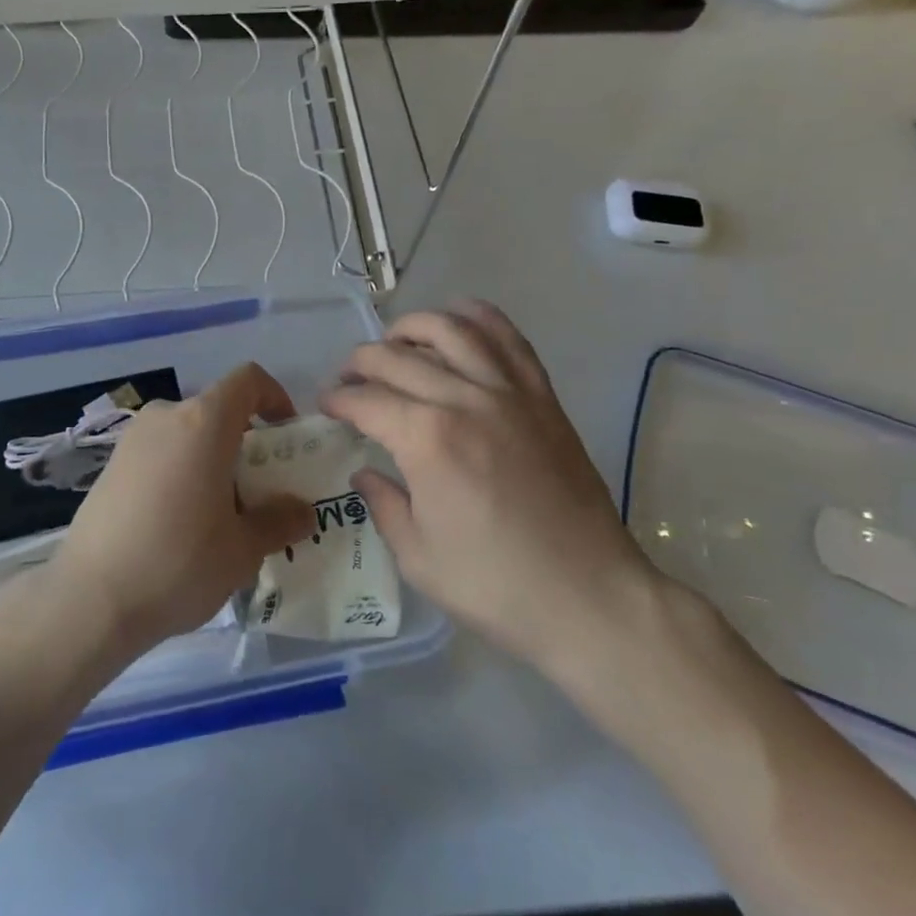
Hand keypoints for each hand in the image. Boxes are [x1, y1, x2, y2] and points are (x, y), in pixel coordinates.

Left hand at [47, 363, 314, 654]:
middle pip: (217, 411)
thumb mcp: (243, 549)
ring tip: (221, 515)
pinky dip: (180, 472)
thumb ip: (279, 522)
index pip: (247, 380)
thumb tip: (301, 511)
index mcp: (204, 422)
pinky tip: (179, 524)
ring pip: (187, 435)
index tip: (286, 435)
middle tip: (260, 491)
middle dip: (245, 443)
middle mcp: (166, 417)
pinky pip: (160, 454)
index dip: (274, 397)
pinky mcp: (110, 466)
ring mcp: (132, 440)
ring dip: (211, 460)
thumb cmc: (179, 562)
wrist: (91, 599)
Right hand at [319, 300, 659, 680]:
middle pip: (398, 358)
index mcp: (426, 439)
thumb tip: (364, 472)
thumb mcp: (418, 556)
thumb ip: (382, 504)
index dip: (338, 400)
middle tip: (348, 380)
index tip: (325, 406)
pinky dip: (480, 318)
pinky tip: (459, 317)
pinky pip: (509, 340)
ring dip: (412, 326)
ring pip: (451, 330)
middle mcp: (464, 400)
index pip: (366, 400)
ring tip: (394, 341)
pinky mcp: (542, 398)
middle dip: (361, 362)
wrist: (589, 598)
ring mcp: (509, 393)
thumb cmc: (495, 585)